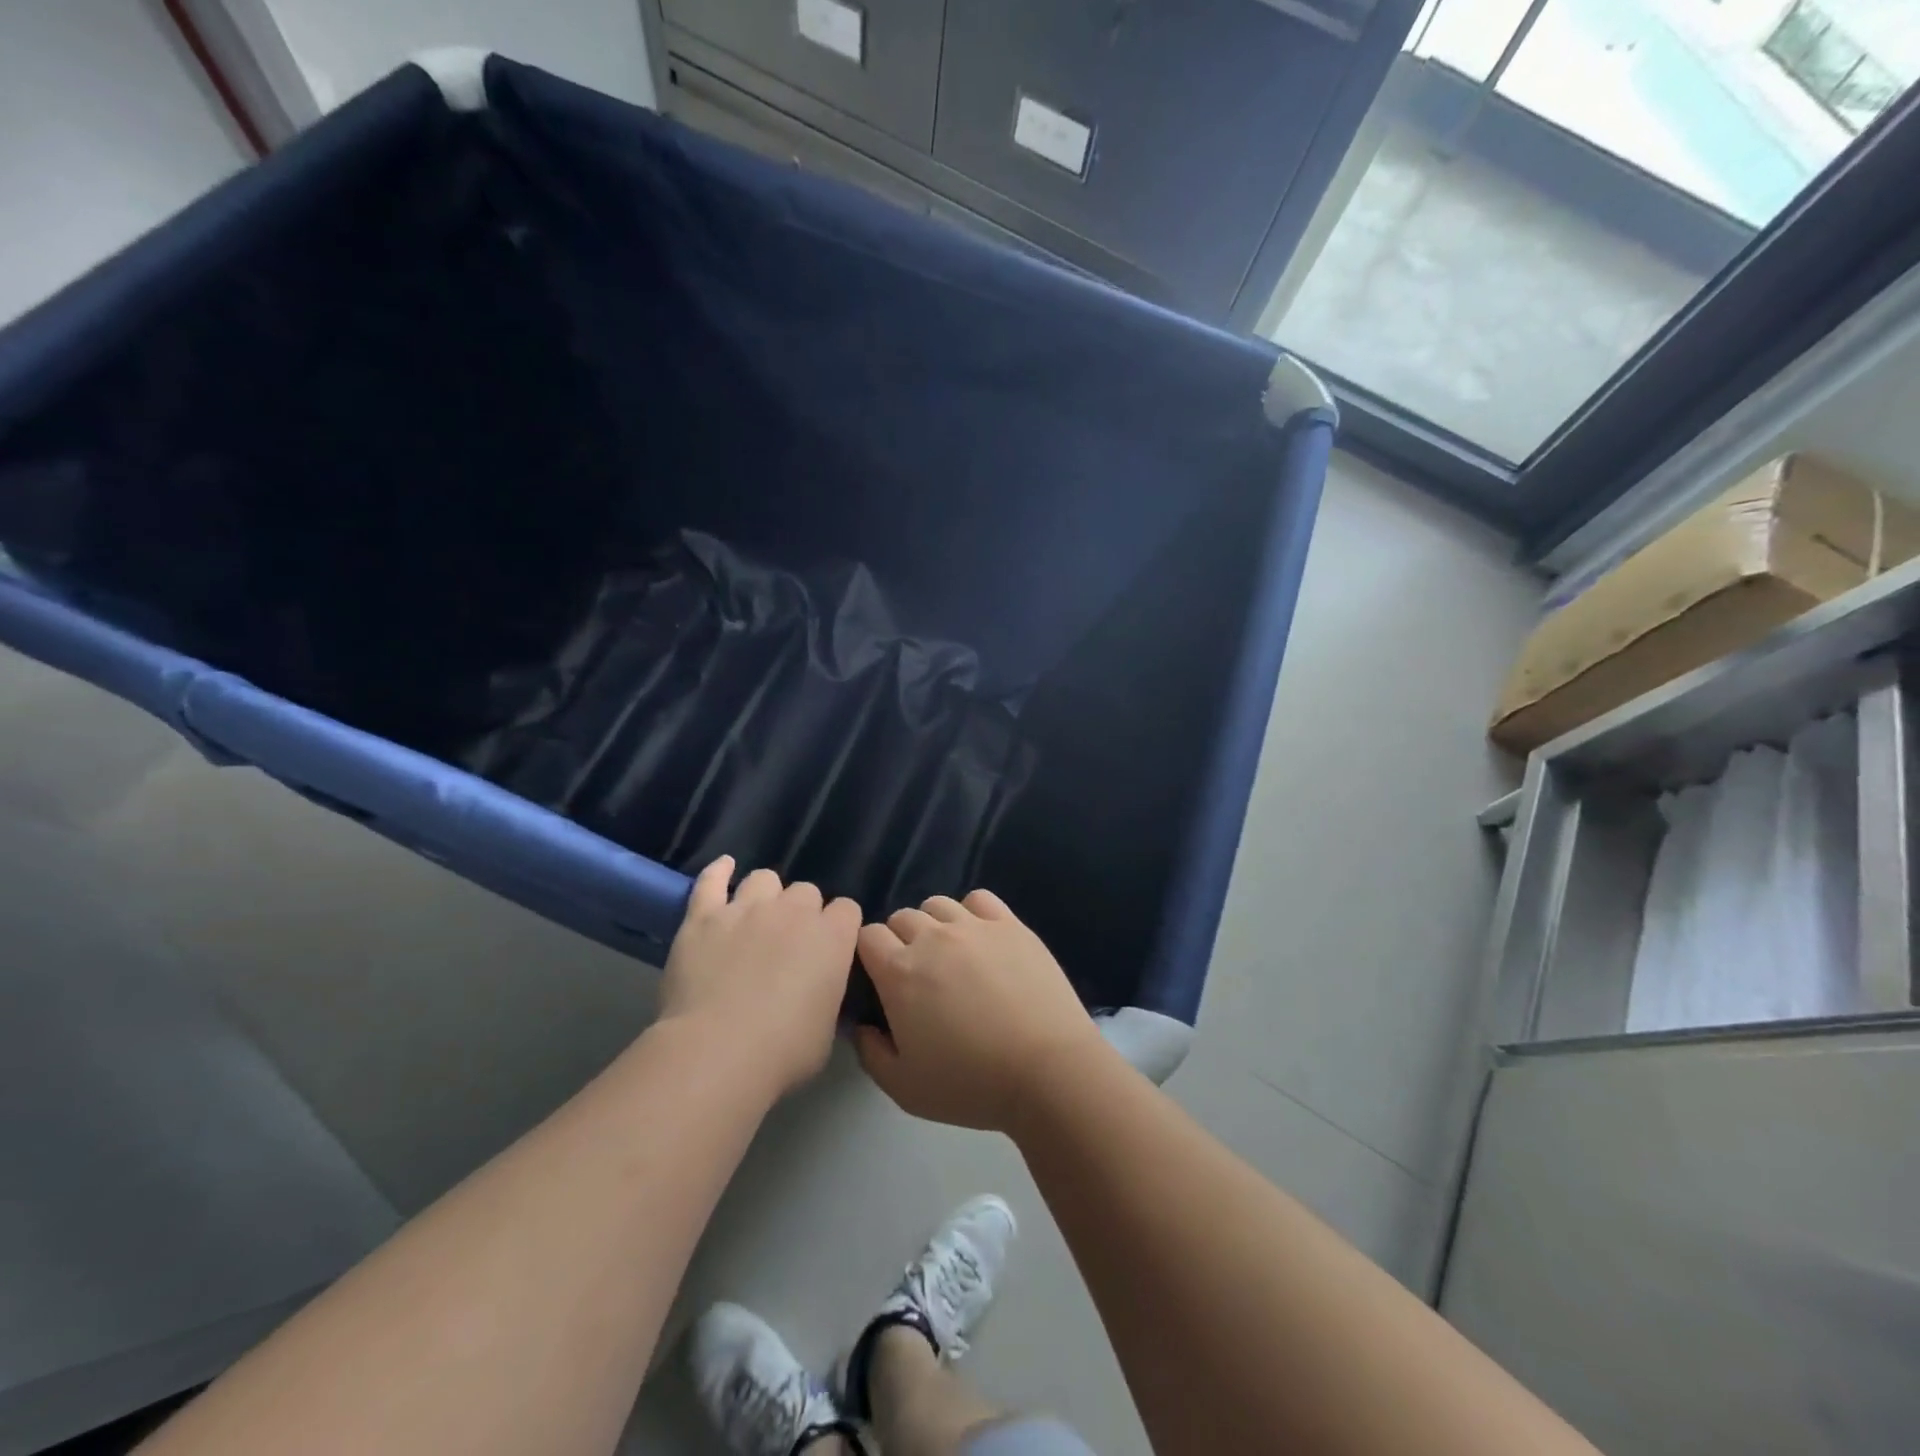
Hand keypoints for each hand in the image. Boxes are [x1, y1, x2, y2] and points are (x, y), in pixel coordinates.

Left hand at [659, 857, 860, 1096]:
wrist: (718, 1051)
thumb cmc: (784, 1051)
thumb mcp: (827, 1029)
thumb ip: (828, 996)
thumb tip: (820, 992)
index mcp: (833, 937)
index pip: (847, 910)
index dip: (839, 928)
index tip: (830, 950)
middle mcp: (794, 911)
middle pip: (806, 891)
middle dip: (802, 912)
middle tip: (789, 943)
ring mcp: (746, 908)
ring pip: (764, 879)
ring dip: (765, 895)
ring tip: (757, 917)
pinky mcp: (704, 917)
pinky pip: (711, 880)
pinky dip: (719, 872)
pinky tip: (724, 868)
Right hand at [853, 889, 1108, 1131]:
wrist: (1047, 1071)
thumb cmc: (971, 1084)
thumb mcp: (903, 1088)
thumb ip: (870, 1053)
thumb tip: (862, 1025)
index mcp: (899, 972)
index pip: (867, 936)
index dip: (869, 954)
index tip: (880, 978)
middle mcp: (933, 938)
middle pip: (901, 917)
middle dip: (899, 940)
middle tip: (917, 975)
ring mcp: (974, 926)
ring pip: (937, 904)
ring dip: (933, 924)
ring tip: (949, 954)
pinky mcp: (1011, 924)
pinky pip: (979, 899)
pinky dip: (971, 912)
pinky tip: (979, 938)